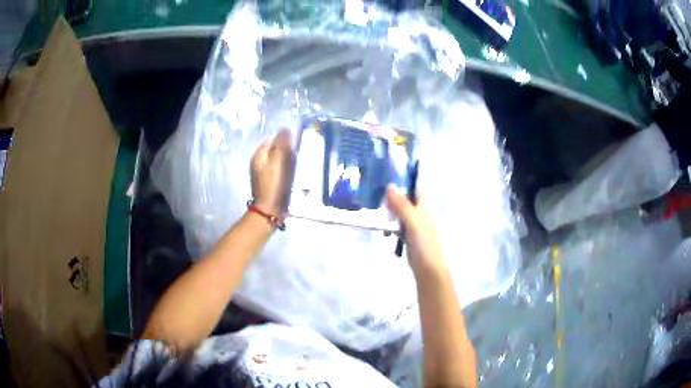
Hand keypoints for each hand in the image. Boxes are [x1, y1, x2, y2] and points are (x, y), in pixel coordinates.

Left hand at [251, 131, 293, 214]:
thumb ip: (281, 145)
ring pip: (278, 160)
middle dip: (286, 152)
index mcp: (258, 155)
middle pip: (275, 150)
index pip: (273, 140)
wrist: (270, 209)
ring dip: (287, 161)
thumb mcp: (278, 162)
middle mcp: (258, 162)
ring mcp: (263, 172)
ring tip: (294, 167)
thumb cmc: (273, 184)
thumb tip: (285, 129)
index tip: (294, 148)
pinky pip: (279, 170)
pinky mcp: (269, 181)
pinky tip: (291, 176)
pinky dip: (285, 171)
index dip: (284, 142)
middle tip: (295, 158)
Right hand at [386, 185, 445, 272]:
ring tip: (379, 218)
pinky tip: (385, 231)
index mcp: (425, 207)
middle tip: (379, 205)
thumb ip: (401, 204)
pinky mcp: (410, 238)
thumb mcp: (412, 221)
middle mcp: (421, 215)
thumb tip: (389, 185)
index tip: (387, 188)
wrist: (428, 269)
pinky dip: (392, 227)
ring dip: (391, 215)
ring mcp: (416, 227)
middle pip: (406, 202)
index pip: (415, 190)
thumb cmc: (423, 243)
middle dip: (393, 202)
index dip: (403, 187)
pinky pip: (399, 228)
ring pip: (401, 215)